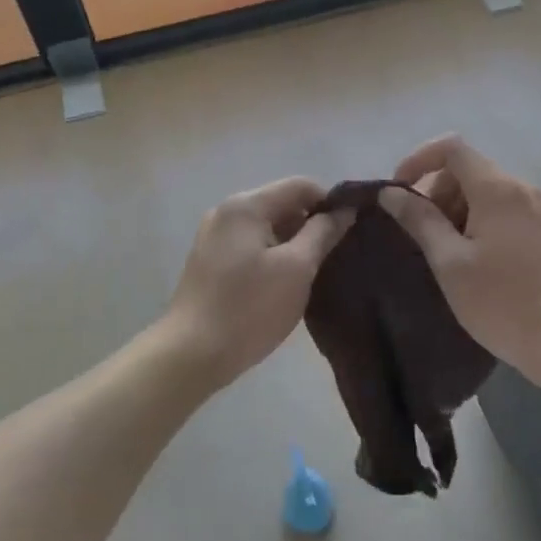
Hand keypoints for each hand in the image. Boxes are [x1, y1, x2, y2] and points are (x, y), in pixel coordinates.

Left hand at [163, 178, 352, 390]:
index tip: (351, 230)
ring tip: (314, 272)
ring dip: (292, 242)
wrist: (190, 354)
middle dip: (311, 224)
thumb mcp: (297, 269)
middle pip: (281, 203)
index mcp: (246, 205)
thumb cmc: (249, 309)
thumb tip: (344, 210)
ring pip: (266, 226)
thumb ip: (323, 233)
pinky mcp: (209, 260)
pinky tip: (284, 283)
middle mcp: (227, 211)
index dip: (330, 202)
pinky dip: (272, 254)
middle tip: (335, 256)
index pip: (300, 185)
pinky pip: (250, 244)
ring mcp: (214, 235)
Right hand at [379, 136, 540, 386]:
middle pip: (466, 169)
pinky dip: (477, 222)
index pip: (451, 147)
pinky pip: (502, 210)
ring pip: (484, 191)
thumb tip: (390, 192)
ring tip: (443, 254)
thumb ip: (420, 220)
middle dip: (435, 192)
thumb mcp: (450, 262)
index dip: (418, 160)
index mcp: (497, 188)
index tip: (398, 193)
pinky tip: (471, 262)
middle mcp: (520, 189)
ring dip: (455, 210)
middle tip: (419, 234)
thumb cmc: (503, 302)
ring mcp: (538, 210)